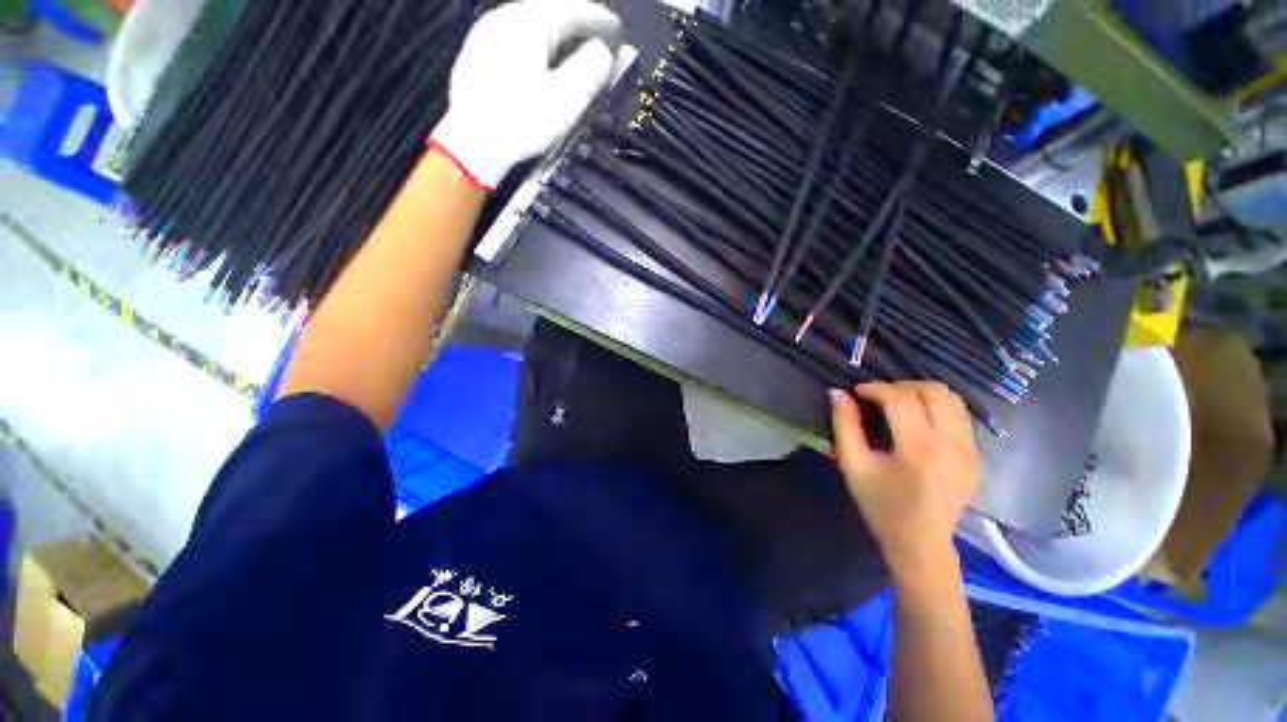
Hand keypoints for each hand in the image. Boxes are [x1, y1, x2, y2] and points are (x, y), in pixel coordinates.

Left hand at [432, 0, 620, 189]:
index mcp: (528, 21)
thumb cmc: (523, 120)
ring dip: (556, 38)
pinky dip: (537, 48)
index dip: (599, 19)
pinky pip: (515, 40)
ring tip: (574, 55)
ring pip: (530, 26)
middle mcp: (504, 17)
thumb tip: (603, 51)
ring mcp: (486, 34)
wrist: (472, 143)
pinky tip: (542, 65)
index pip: (572, 8)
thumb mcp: (566, 98)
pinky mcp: (476, 55)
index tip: (618, 33)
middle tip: (598, 43)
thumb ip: (590, 69)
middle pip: (549, 12)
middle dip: (577, 26)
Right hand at [829, 382, 978, 576]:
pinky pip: (960, 416)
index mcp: (919, 449)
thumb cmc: (881, 505)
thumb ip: (844, 426)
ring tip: (897, 404)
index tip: (857, 391)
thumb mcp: (853, 465)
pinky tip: (916, 420)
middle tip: (878, 396)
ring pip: (953, 400)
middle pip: (934, 392)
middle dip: (902, 386)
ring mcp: (969, 450)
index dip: (876, 388)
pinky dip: (936, 408)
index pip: (901, 400)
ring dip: (922, 394)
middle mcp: (952, 445)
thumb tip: (837, 393)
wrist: (921, 543)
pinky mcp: (975, 456)